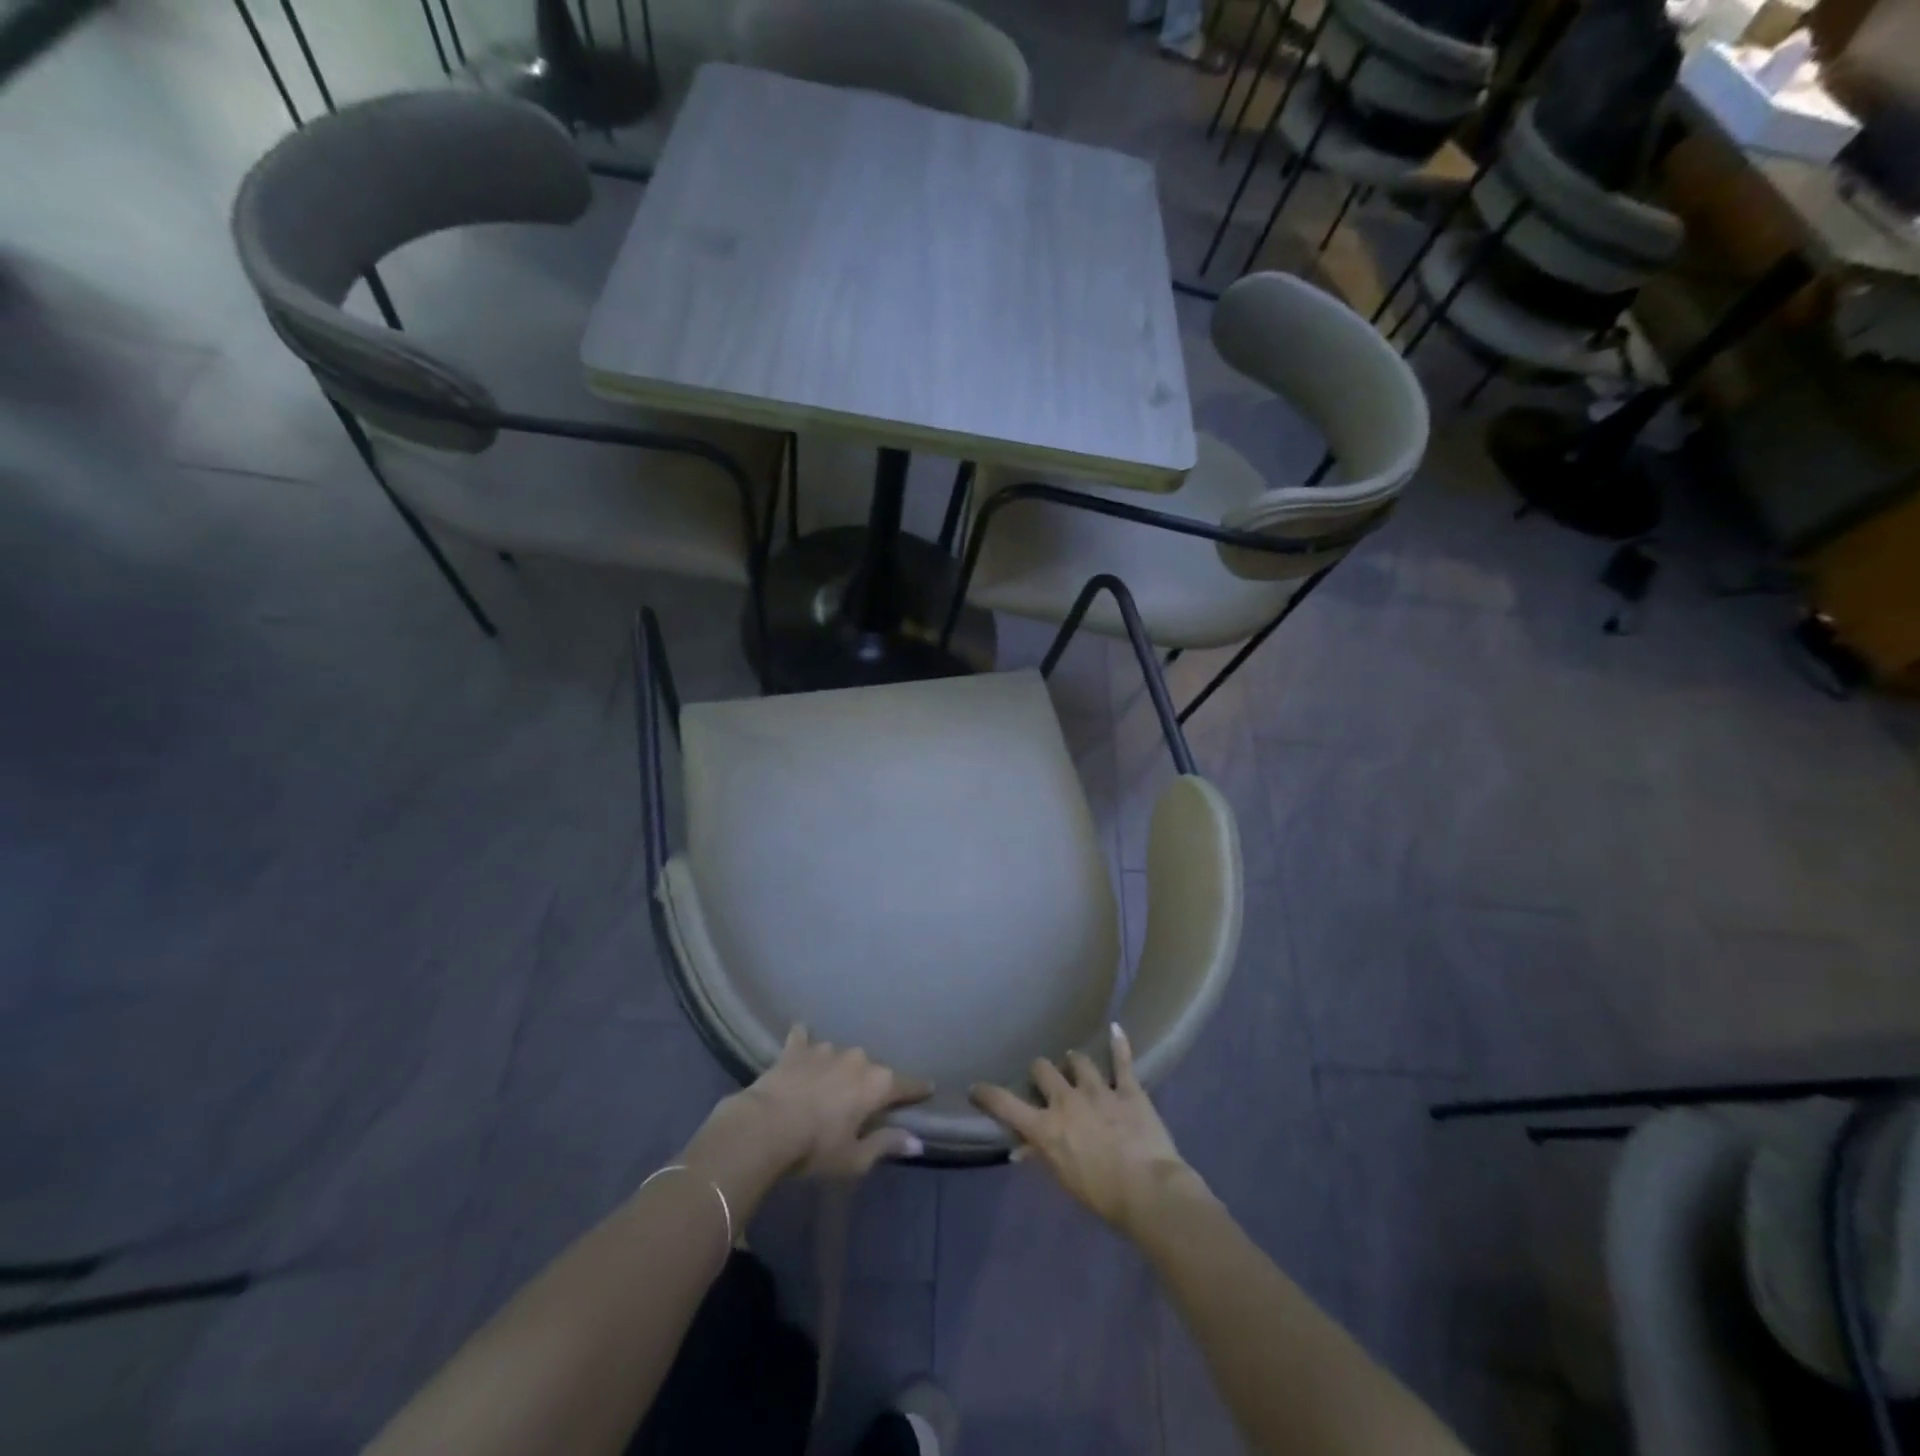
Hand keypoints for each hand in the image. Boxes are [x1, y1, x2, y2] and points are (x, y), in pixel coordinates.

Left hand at [682, 1028, 930, 1215]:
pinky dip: (804, 1041)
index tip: (928, 1088)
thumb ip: (886, 1145)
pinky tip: (801, 1039)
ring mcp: (826, 1049)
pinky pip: (803, 1038)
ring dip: (838, 1068)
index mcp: (876, 1084)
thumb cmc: (815, 1148)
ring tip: (829, 1084)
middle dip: (870, 1083)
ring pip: (840, 1055)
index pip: (906, 1085)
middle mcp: (857, 1058)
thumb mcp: (854, 1159)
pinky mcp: (796, 1048)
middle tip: (861, 1102)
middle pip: (872, 1070)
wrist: (765, 1126)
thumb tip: (918, 1142)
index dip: (917, 1090)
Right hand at [971, 1023, 1204, 1237]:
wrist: (1148, 1191)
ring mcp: (1098, 1090)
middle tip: (1045, 1081)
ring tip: (1075, 1064)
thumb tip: (1020, 1149)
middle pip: (1043, 1069)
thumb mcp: (1064, 1180)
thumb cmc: (1102, 1196)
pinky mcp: (1128, 1089)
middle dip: (1041, 1073)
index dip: (988, 1094)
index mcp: (1046, 1126)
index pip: (1006, 1105)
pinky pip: (1122, 1061)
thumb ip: (1042, 1157)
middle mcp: (1067, 1100)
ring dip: (1074, 1063)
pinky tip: (1116, 1029)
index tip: (976, 1088)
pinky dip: (1119, 1044)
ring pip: (1078, 1061)